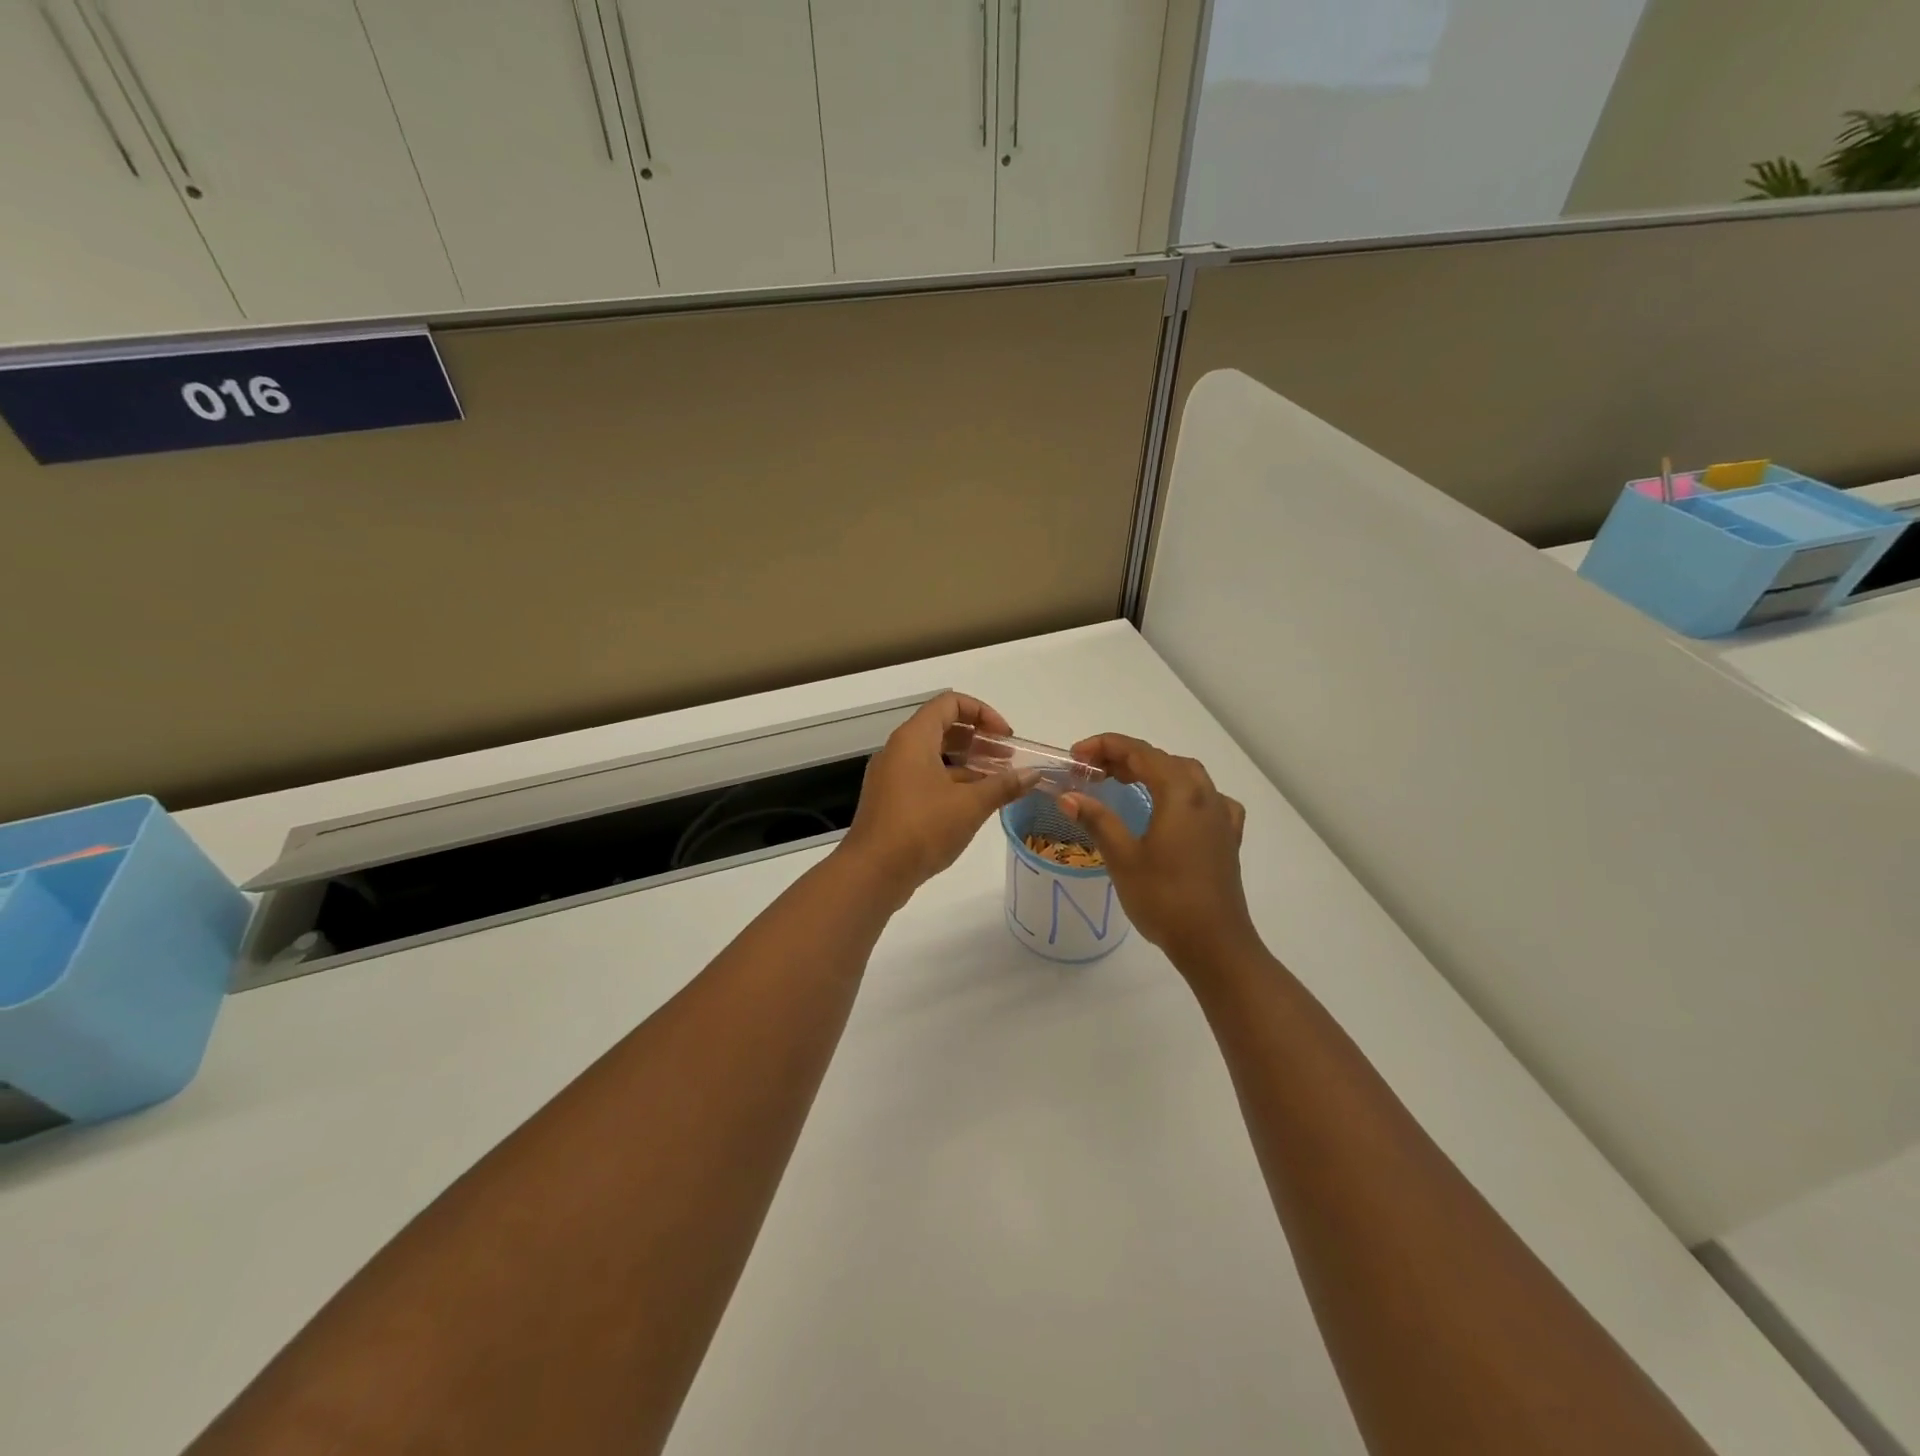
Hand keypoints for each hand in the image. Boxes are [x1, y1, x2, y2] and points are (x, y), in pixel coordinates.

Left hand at [838, 691, 1031, 907]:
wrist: (872, 872)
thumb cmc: (922, 828)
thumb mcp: (970, 805)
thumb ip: (1004, 785)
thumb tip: (1033, 774)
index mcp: (913, 738)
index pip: (950, 703)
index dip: (983, 713)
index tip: (1006, 737)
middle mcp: (898, 750)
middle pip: (943, 728)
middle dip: (979, 740)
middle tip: (1009, 759)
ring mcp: (892, 777)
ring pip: (935, 757)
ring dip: (968, 764)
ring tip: (999, 782)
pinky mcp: (891, 801)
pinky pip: (925, 779)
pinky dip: (951, 783)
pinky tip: (975, 804)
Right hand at [1059, 734, 1259, 970]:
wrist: (1214, 944)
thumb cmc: (1164, 898)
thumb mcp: (1122, 857)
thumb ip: (1096, 819)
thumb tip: (1067, 796)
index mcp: (1179, 793)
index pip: (1139, 752)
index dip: (1104, 746)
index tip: (1075, 756)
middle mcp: (1205, 795)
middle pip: (1162, 759)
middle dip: (1125, 757)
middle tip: (1091, 771)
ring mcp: (1221, 817)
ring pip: (1187, 775)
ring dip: (1154, 771)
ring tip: (1125, 783)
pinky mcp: (1228, 838)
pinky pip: (1208, 800)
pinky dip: (1185, 793)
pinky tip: (1176, 810)